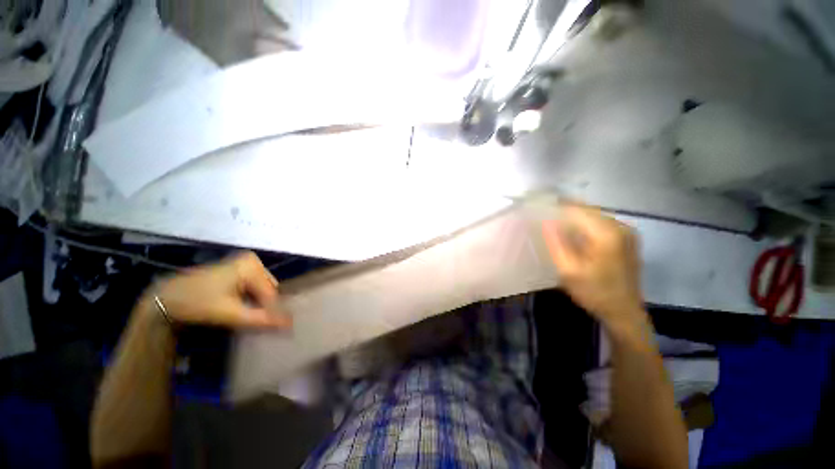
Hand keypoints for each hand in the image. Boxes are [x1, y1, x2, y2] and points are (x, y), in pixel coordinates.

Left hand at [144, 251, 291, 329]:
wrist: (165, 297)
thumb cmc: (196, 302)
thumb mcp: (229, 313)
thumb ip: (260, 319)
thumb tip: (289, 325)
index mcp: (252, 265)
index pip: (271, 292)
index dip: (274, 311)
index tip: (279, 329)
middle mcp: (252, 261)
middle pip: (268, 289)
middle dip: (266, 306)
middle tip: (261, 324)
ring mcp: (245, 264)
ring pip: (262, 289)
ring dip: (259, 304)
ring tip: (253, 319)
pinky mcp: (237, 270)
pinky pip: (253, 287)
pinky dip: (251, 299)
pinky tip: (244, 310)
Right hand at [542, 202, 647, 331]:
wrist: (624, 312)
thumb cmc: (594, 292)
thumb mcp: (569, 270)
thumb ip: (556, 243)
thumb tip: (545, 221)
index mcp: (607, 234)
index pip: (577, 210)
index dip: (557, 207)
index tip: (540, 208)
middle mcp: (621, 227)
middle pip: (588, 210)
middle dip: (566, 210)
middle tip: (545, 215)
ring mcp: (627, 232)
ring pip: (595, 215)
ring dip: (575, 216)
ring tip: (555, 221)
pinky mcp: (627, 239)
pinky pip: (602, 223)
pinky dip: (586, 224)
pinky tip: (574, 231)